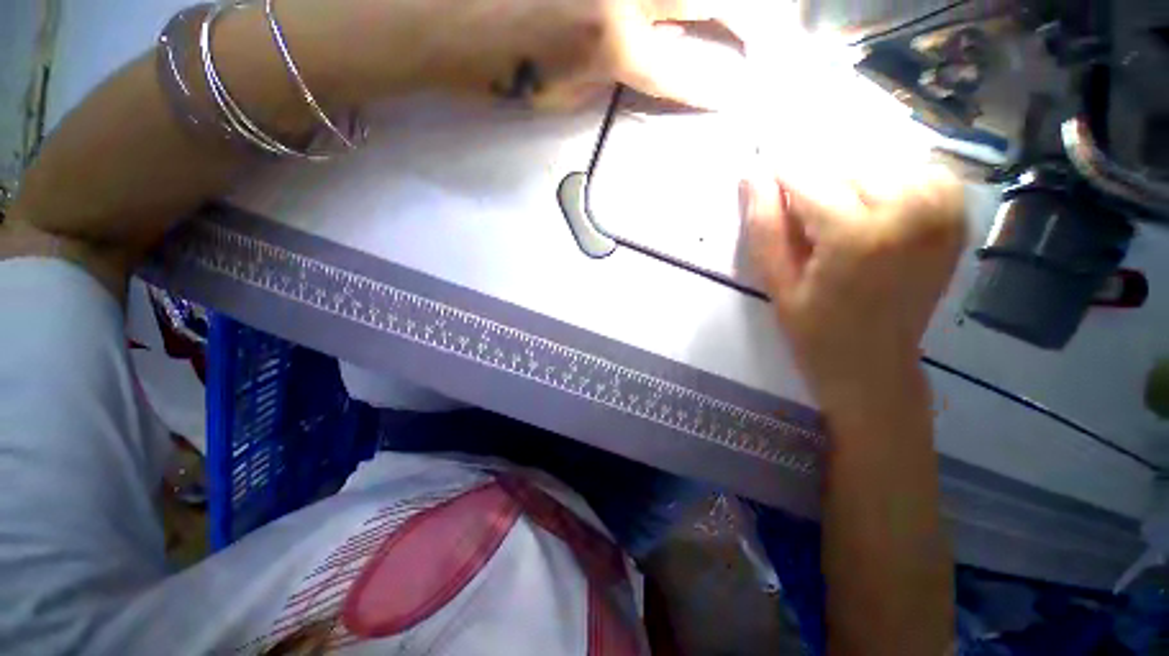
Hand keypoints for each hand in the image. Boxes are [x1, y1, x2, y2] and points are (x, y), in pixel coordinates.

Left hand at [279, 0, 754, 108]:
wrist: (429, 6)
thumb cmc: (492, 63)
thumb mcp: (556, 95)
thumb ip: (607, 79)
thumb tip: (644, 65)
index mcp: (611, 42)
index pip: (682, 73)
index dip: (711, 87)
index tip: (736, 94)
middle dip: (748, 21)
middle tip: (767, 37)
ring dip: (712, 9)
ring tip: (739, 27)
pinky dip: (661, 8)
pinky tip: (655, 18)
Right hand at [741, 167, 965, 417]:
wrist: (875, 365)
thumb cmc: (815, 331)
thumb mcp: (776, 284)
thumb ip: (763, 227)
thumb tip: (752, 174)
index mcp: (857, 234)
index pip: (807, 176)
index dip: (779, 179)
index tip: (766, 190)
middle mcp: (909, 210)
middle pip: (844, 165)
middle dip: (814, 187)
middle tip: (805, 230)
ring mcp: (943, 209)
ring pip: (879, 163)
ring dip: (849, 184)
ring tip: (836, 223)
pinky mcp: (957, 214)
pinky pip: (918, 170)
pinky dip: (890, 180)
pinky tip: (875, 211)